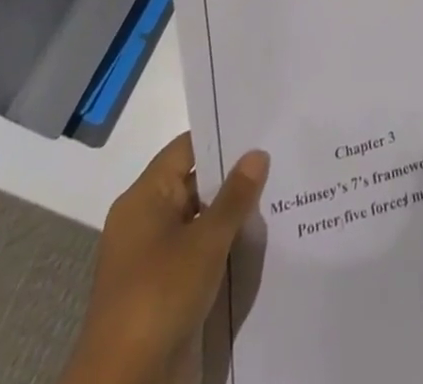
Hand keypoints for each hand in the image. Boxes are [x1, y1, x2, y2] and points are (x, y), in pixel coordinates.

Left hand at [61, 134, 269, 383]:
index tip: (260, 127)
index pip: (186, 149)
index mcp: (143, 198)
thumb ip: (235, 196)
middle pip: (194, 182)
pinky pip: (197, 251)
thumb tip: (257, 153)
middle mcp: (145, 220)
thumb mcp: (206, 241)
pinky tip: (258, 238)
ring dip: (231, 213)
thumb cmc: (160, 296)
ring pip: (199, 219)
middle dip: (233, 175)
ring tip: (278, 192)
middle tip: (279, 157)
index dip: (222, 136)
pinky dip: (223, 244)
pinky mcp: (163, 289)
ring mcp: (153, 257)